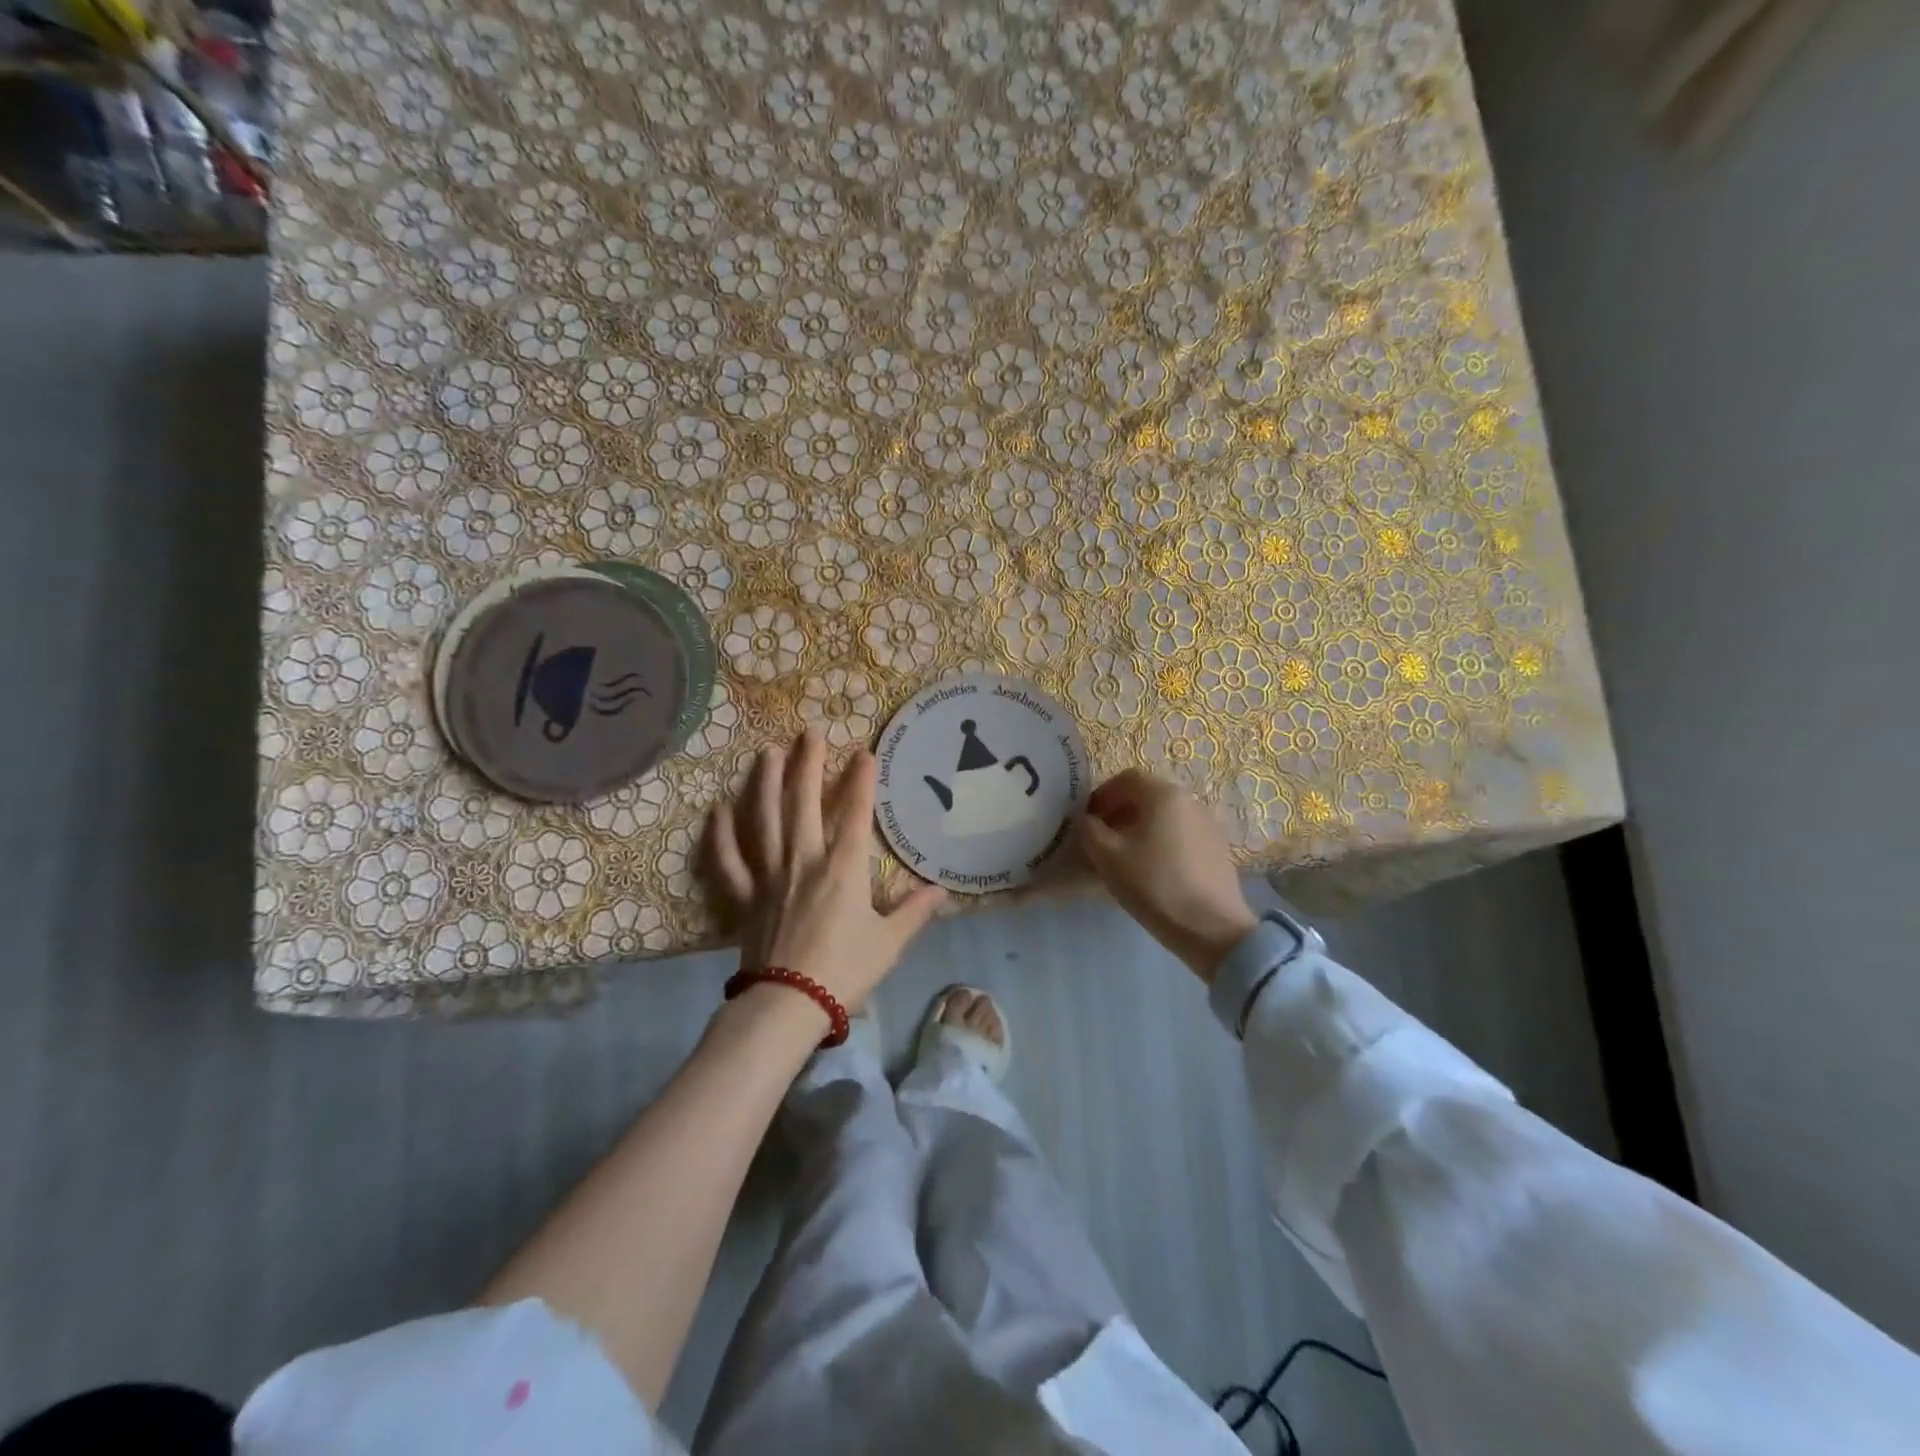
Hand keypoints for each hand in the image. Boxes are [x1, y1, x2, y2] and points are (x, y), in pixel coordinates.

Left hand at [708, 730, 945, 1015]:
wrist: (789, 1005)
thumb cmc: (845, 972)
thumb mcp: (890, 943)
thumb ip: (915, 912)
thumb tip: (941, 891)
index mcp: (843, 869)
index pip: (856, 815)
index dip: (861, 782)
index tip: (864, 753)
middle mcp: (804, 861)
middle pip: (804, 803)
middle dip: (808, 765)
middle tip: (809, 733)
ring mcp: (770, 876)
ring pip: (765, 820)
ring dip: (765, 783)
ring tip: (767, 753)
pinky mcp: (745, 897)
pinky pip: (730, 861)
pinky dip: (721, 835)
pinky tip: (718, 809)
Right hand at [1077, 769, 1256, 982]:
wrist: (1211, 928)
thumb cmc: (1154, 884)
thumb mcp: (1108, 856)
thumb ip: (1089, 830)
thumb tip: (1086, 820)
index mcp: (1164, 794)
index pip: (1126, 779)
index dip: (1102, 795)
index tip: (1087, 820)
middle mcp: (1190, 801)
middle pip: (1147, 796)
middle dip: (1119, 813)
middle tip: (1101, 840)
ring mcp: (1208, 825)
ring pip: (1164, 817)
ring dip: (1139, 829)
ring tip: (1124, 858)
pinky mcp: (1218, 850)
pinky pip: (1180, 835)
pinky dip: (1160, 843)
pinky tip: (1152, 871)